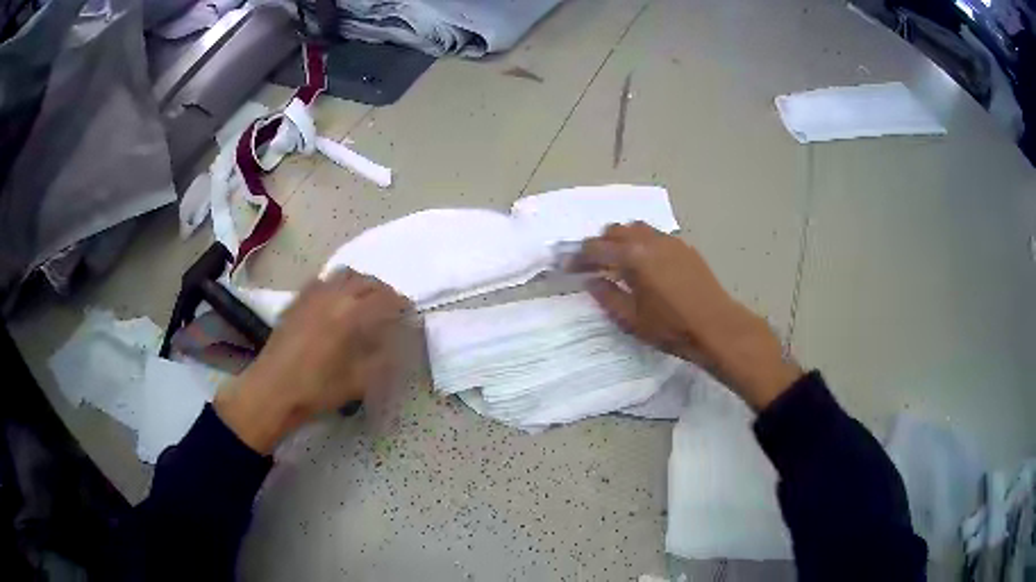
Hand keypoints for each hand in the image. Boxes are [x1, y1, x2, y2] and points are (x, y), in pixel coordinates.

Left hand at [215, 270, 410, 452]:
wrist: (272, 389)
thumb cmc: (317, 389)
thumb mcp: (358, 381)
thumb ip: (381, 358)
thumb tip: (395, 344)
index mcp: (351, 314)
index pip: (386, 298)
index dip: (401, 304)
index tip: (408, 314)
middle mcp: (333, 295)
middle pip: (366, 280)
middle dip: (383, 291)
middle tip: (389, 308)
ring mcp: (312, 294)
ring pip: (344, 275)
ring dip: (360, 283)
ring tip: (364, 301)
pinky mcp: (297, 300)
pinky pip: (323, 281)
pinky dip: (337, 285)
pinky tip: (335, 303)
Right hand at [571, 222, 801, 410]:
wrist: (716, 326)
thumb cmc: (671, 328)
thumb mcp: (631, 319)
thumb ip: (607, 296)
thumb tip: (592, 281)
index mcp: (633, 257)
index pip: (596, 249)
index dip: (578, 258)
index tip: (567, 266)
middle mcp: (649, 241)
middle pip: (614, 231)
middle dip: (599, 245)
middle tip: (591, 264)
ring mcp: (669, 241)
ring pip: (636, 228)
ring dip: (621, 239)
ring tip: (617, 260)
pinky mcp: (684, 247)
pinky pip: (655, 235)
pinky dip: (641, 242)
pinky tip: (644, 262)